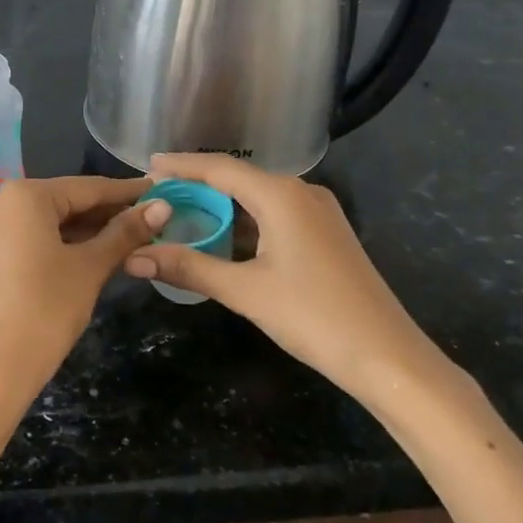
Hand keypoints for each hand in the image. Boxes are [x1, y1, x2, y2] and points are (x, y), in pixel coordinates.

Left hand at [0, 176, 169, 412]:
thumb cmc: (46, 309)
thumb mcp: (90, 267)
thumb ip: (125, 232)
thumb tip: (163, 206)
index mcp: (25, 195)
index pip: (88, 187)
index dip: (127, 192)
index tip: (161, 190)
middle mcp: (2, 201)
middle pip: (68, 200)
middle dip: (110, 211)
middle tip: (154, 218)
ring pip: (53, 219)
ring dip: (90, 228)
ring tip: (135, 235)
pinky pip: (37, 236)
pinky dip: (67, 241)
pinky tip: (99, 250)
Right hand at [123, 153, 446, 402]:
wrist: (388, 358)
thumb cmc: (314, 317)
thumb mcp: (245, 291)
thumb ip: (189, 267)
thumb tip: (134, 257)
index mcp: (281, 195)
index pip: (220, 168)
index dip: (182, 165)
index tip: (148, 164)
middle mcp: (301, 193)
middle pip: (238, 178)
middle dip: (198, 185)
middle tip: (158, 194)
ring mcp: (318, 213)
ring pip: (258, 198)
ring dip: (221, 205)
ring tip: (182, 214)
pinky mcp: (326, 235)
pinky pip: (275, 215)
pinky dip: (244, 222)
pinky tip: (223, 238)